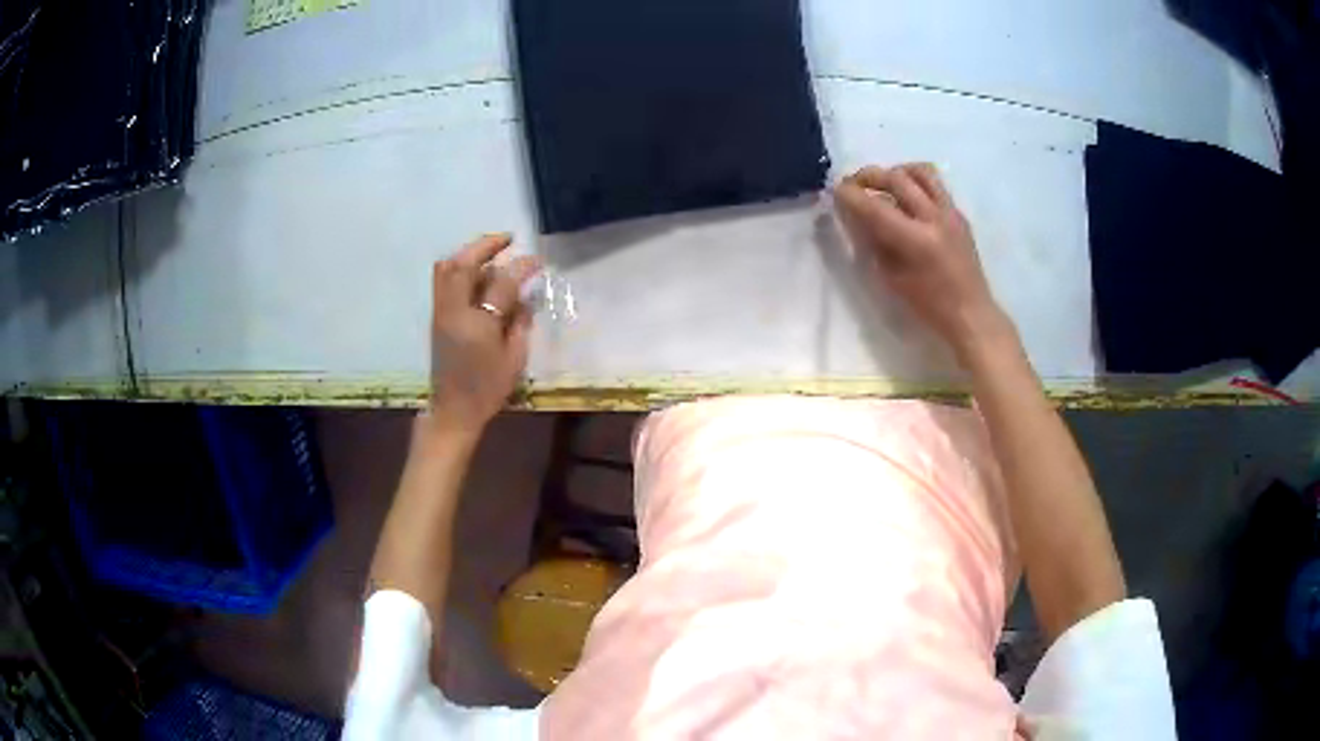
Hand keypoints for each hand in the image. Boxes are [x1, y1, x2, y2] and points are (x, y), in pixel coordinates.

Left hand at [427, 233, 541, 436]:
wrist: (453, 409)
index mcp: (478, 324)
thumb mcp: (515, 359)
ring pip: (447, 268)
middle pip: (464, 264)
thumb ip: (521, 323)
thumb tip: (525, 297)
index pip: (501, 284)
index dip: (521, 267)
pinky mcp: (436, 317)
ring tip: (490, 253)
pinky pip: (443, 280)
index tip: (537, 260)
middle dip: (486, 246)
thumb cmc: (488, 388)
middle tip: (507, 240)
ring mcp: (441, 312)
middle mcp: (455, 312)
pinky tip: (477, 272)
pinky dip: (459, 267)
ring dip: (469, 253)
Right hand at [833, 164, 1008, 359]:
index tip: (835, 191)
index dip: (850, 195)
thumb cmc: (928, 306)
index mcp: (916, 240)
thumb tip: (856, 217)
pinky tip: (907, 200)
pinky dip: (916, 183)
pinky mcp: (959, 214)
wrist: (972, 314)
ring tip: (884, 184)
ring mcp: (950, 213)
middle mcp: (934, 218)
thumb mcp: (892, 278)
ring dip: (896, 172)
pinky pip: (935, 185)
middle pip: (896, 178)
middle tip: (854, 184)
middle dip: (869, 176)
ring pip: (920, 171)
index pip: (875, 206)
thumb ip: (873, 243)